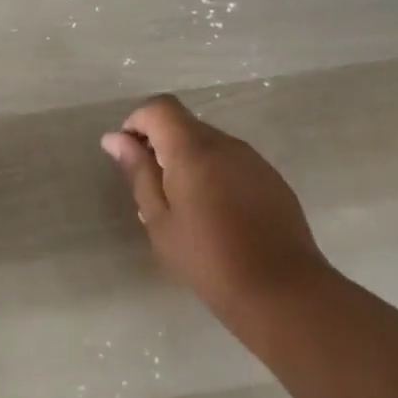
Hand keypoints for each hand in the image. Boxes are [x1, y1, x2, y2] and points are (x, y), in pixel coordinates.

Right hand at [102, 94, 330, 326]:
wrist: (282, 290)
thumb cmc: (207, 258)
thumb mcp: (159, 220)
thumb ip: (138, 173)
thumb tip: (115, 139)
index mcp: (193, 149)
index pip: (160, 107)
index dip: (137, 123)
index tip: (130, 157)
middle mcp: (226, 143)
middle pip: (184, 124)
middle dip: (160, 145)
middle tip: (152, 190)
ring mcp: (254, 160)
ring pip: (209, 144)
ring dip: (188, 161)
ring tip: (184, 207)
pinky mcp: (272, 179)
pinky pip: (232, 162)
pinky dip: (214, 174)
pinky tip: (216, 214)